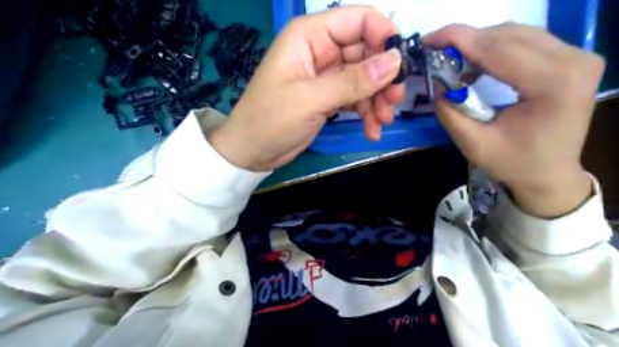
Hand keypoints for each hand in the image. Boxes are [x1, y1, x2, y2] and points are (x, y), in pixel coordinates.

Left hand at [205, 7, 403, 171]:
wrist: (253, 151)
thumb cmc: (271, 119)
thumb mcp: (311, 98)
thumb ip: (353, 81)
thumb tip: (395, 61)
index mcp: (310, 36)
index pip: (358, 20)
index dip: (383, 37)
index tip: (401, 65)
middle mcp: (321, 50)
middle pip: (366, 52)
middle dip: (383, 77)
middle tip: (394, 101)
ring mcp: (326, 76)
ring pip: (364, 78)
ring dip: (377, 99)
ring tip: (383, 120)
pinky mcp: (328, 98)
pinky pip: (356, 98)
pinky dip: (366, 113)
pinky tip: (372, 130)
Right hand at [426, 23, 604, 216]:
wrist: (551, 175)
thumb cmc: (514, 164)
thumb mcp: (473, 144)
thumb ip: (450, 112)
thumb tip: (435, 81)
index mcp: (552, 84)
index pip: (498, 48)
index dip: (458, 40)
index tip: (427, 41)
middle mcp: (573, 61)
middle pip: (507, 35)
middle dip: (465, 41)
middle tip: (435, 54)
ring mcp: (578, 56)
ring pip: (516, 33)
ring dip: (479, 43)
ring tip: (453, 62)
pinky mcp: (572, 59)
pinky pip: (526, 41)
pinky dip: (495, 48)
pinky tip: (477, 64)